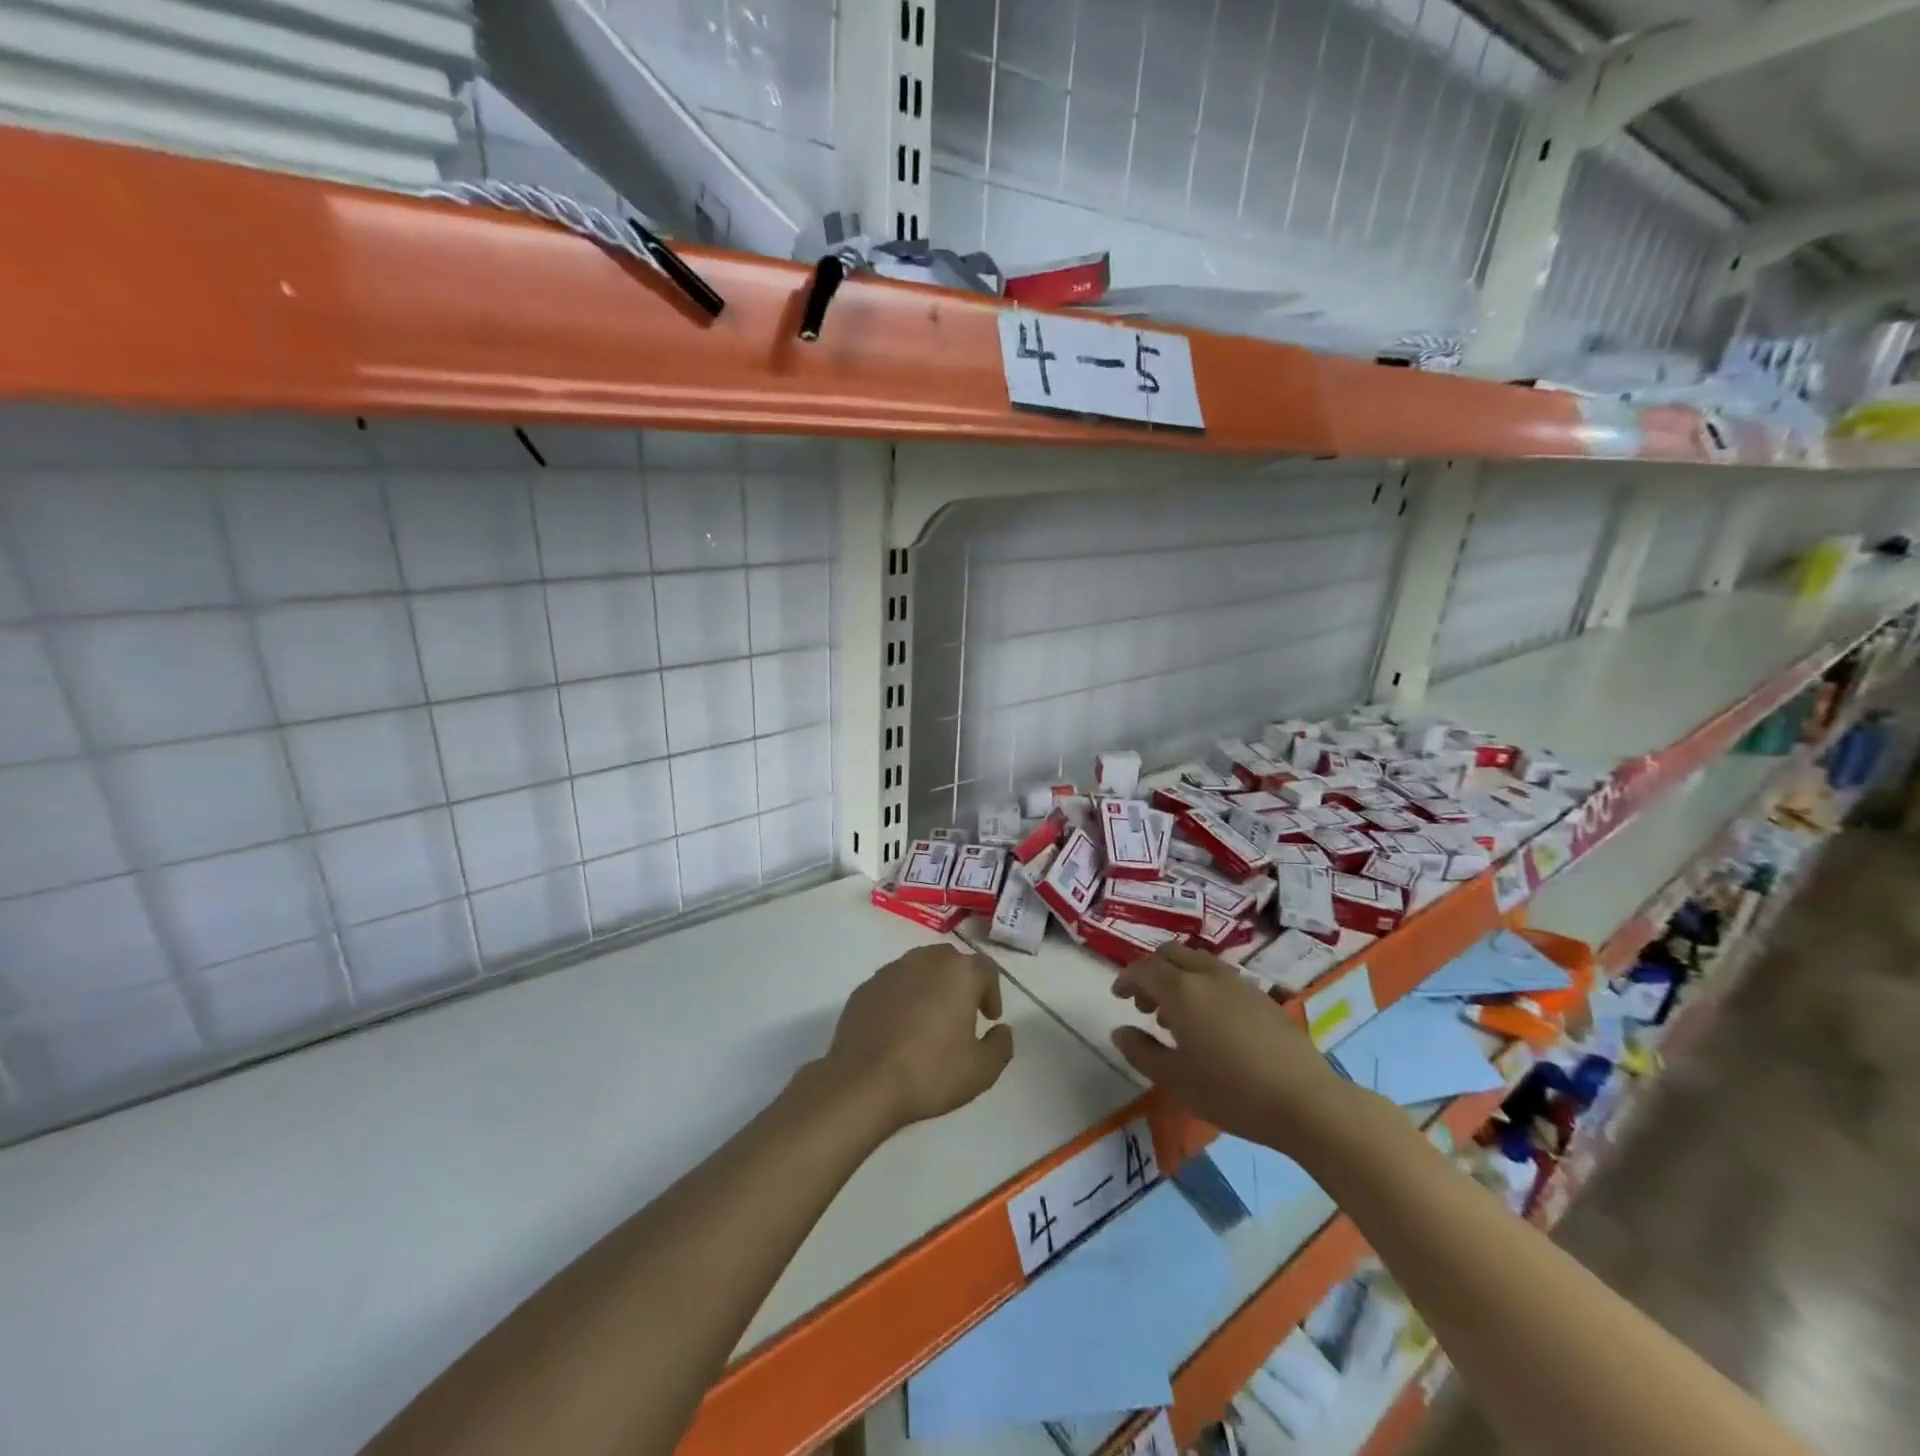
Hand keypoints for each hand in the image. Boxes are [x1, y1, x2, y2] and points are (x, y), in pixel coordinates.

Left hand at [820, 944, 1015, 1136]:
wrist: (863, 1082)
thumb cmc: (930, 1073)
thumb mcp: (981, 1071)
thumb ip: (1001, 1046)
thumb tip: (1001, 1030)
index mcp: (958, 973)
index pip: (985, 969)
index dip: (992, 993)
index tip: (989, 1018)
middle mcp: (925, 960)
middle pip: (951, 962)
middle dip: (961, 983)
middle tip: (962, 1014)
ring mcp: (891, 971)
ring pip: (920, 968)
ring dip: (930, 986)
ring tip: (930, 1019)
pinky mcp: (866, 987)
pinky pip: (893, 984)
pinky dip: (902, 997)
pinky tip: (899, 1027)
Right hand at [1110, 942, 1359, 1153]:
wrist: (1306, 1101)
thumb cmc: (1232, 1092)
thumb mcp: (1175, 1080)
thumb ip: (1141, 1052)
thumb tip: (1120, 1030)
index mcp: (1182, 990)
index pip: (1144, 969)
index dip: (1126, 978)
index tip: (1118, 996)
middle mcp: (1208, 975)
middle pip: (1171, 954)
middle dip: (1151, 971)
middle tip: (1143, 1003)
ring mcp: (1239, 983)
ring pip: (1197, 962)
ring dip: (1177, 977)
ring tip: (1173, 1016)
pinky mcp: (1262, 997)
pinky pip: (1219, 977)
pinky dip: (1201, 986)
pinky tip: (1208, 1023)